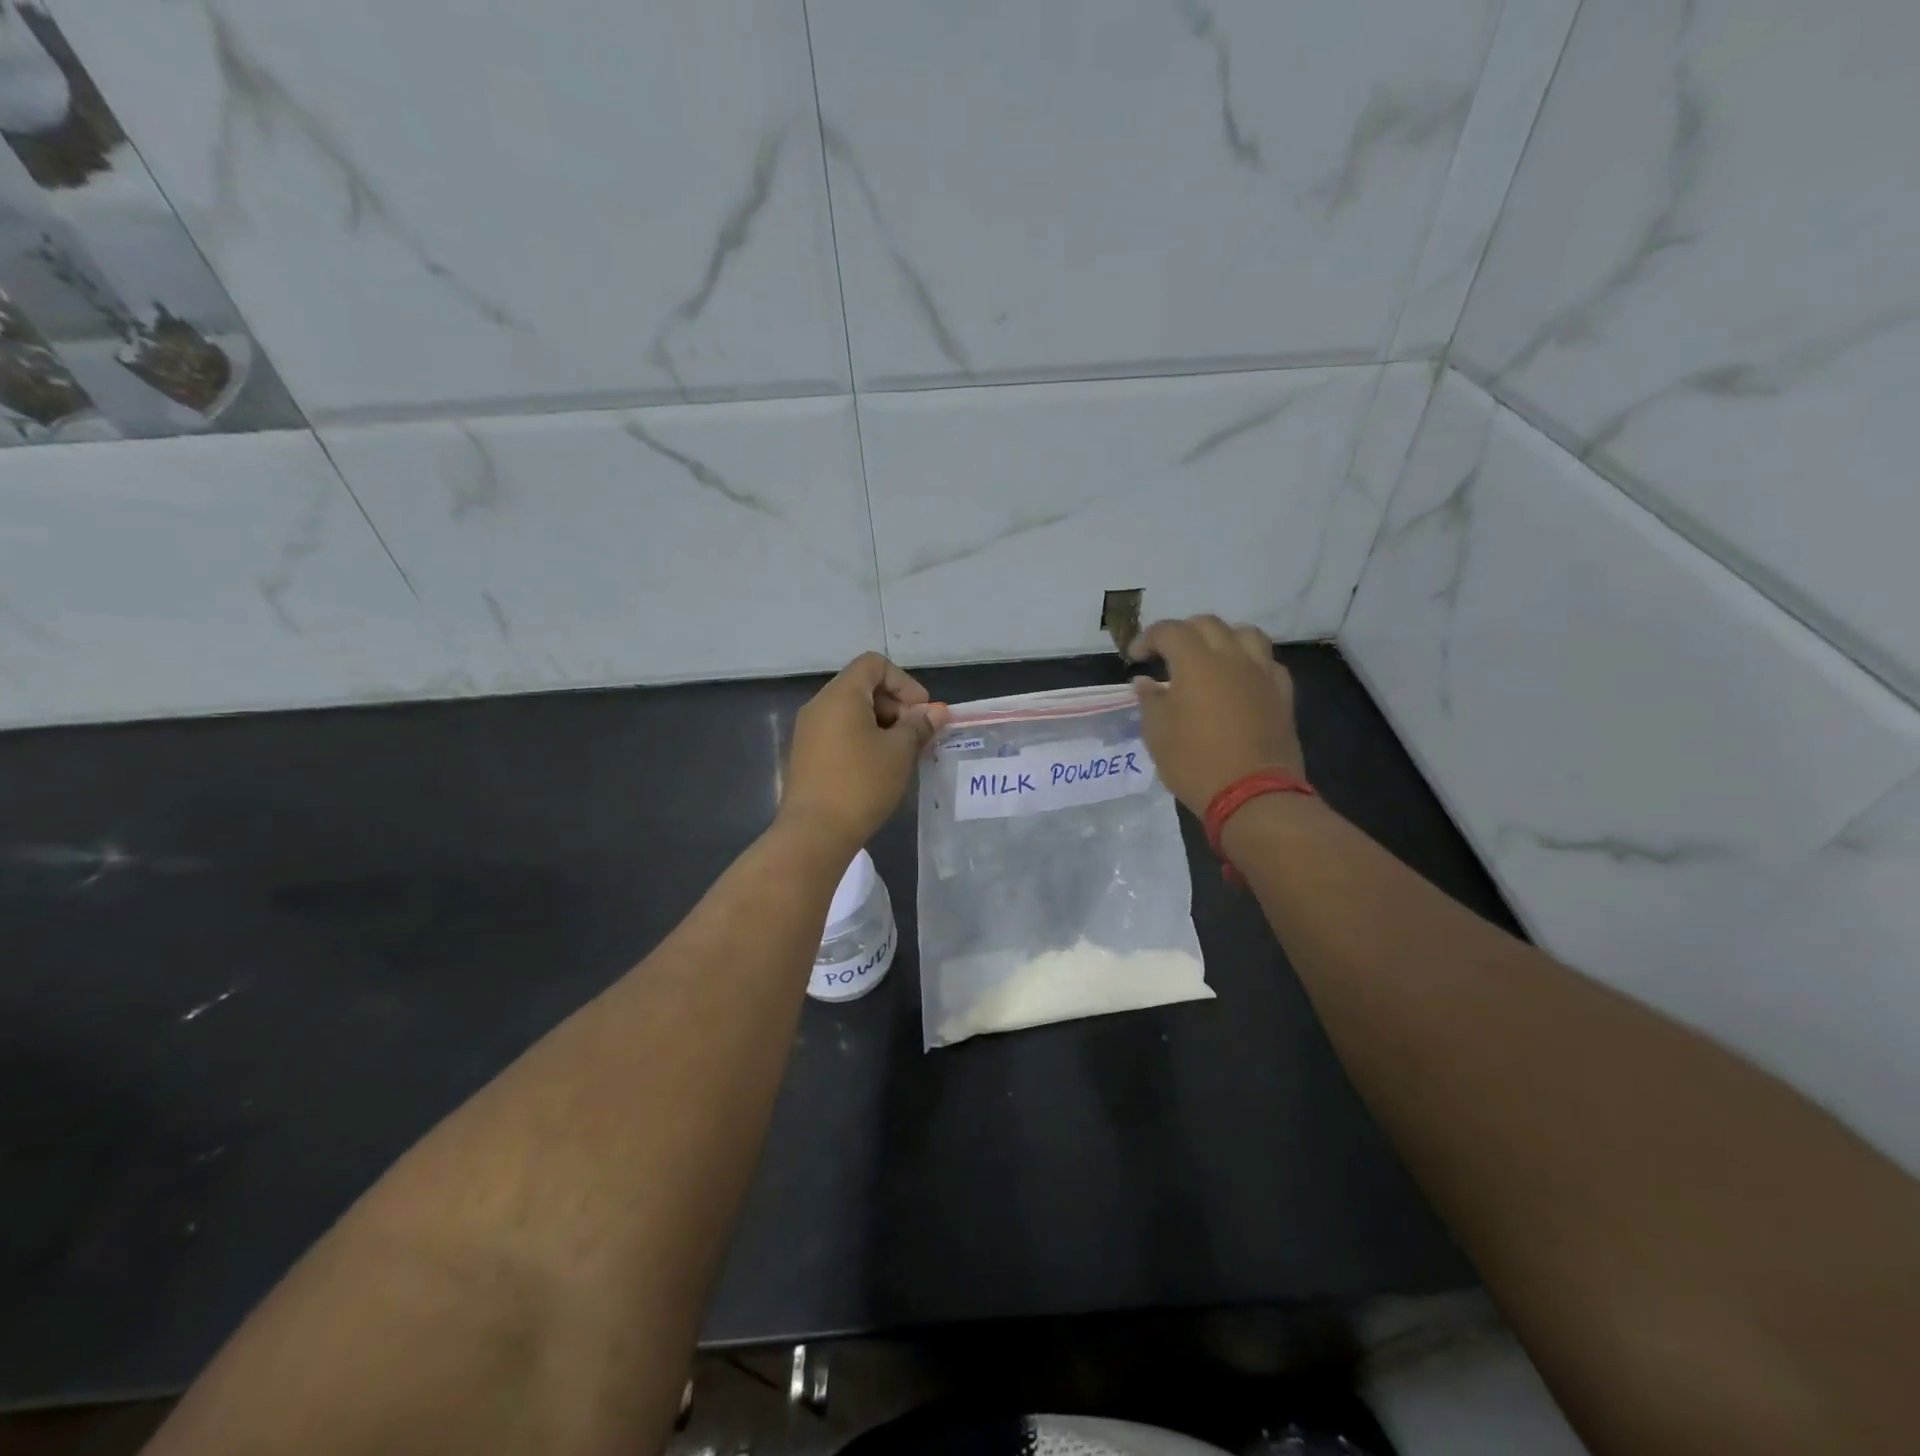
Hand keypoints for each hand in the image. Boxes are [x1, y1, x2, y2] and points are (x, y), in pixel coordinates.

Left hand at [778, 653, 948, 851]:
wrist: (814, 833)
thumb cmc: (861, 784)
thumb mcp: (899, 752)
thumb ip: (919, 725)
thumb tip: (937, 711)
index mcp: (841, 695)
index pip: (874, 664)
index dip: (904, 682)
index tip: (921, 712)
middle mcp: (820, 705)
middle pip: (863, 686)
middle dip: (895, 705)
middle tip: (916, 736)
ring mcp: (809, 730)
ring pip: (852, 712)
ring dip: (881, 725)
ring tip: (901, 754)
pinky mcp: (806, 754)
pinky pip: (840, 732)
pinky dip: (863, 739)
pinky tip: (879, 767)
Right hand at [1129, 616, 1303, 813]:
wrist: (1253, 794)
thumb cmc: (1195, 763)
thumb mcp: (1157, 734)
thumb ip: (1150, 701)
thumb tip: (1145, 682)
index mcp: (1196, 663)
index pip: (1169, 631)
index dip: (1148, 638)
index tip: (1136, 657)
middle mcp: (1232, 658)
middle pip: (1208, 624)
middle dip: (1183, 633)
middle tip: (1168, 655)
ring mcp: (1262, 673)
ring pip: (1245, 634)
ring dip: (1222, 639)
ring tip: (1209, 659)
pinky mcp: (1282, 693)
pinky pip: (1267, 662)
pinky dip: (1249, 663)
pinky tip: (1240, 681)